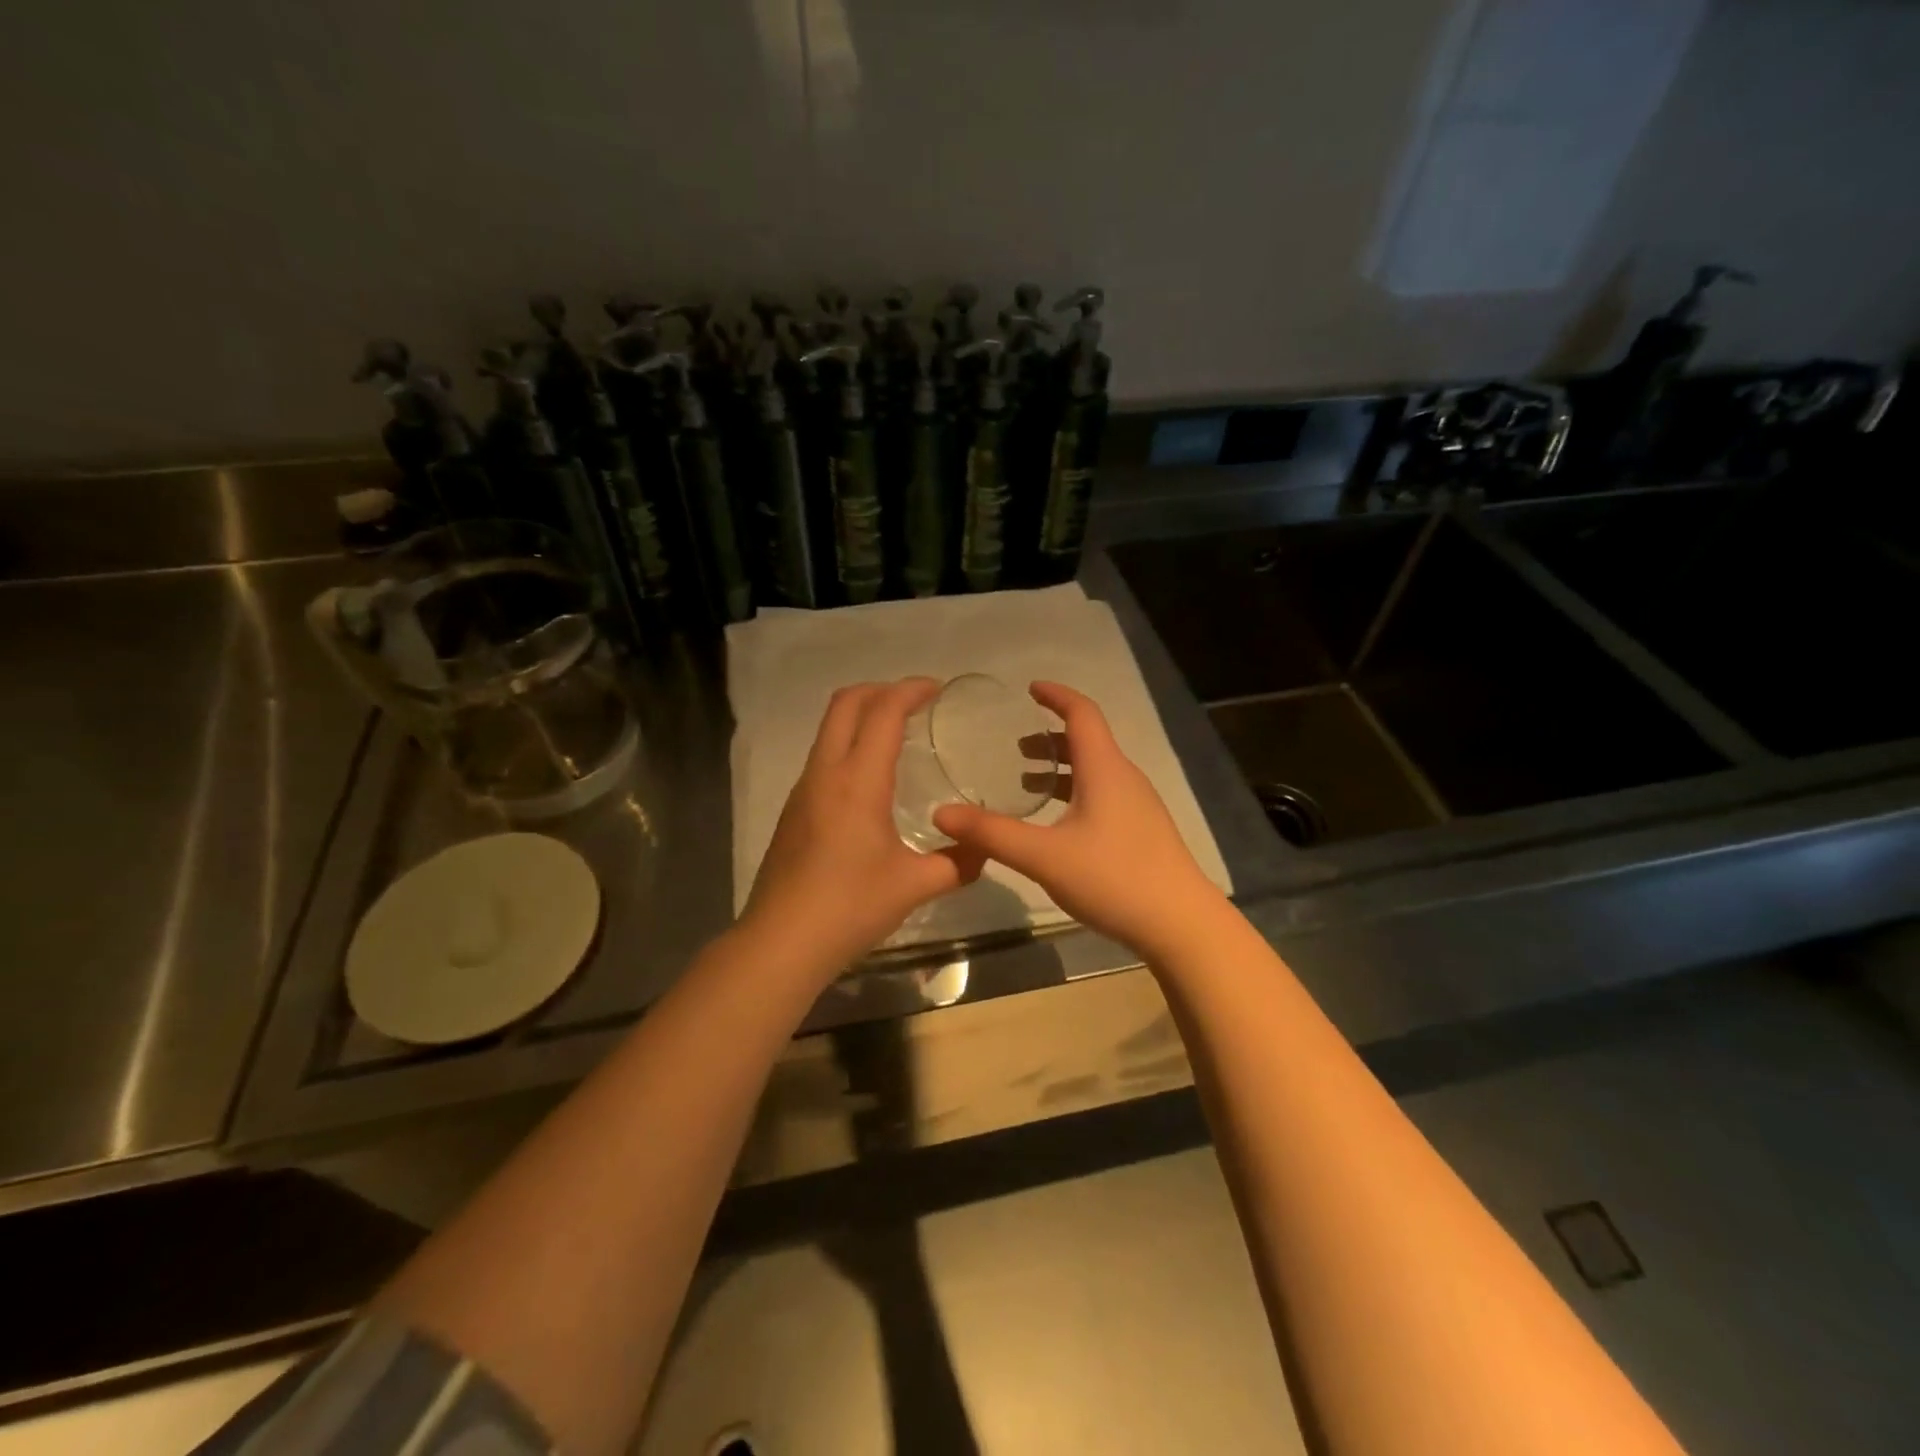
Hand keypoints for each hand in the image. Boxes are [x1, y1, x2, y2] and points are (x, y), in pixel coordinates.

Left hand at [743, 678, 985, 979]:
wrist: (781, 942)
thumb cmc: (850, 907)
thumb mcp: (915, 885)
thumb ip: (957, 863)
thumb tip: (984, 849)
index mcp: (858, 781)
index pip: (883, 712)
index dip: (910, 689)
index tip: (937, 689)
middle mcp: (825, 773)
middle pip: (845, 703)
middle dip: (881, 690)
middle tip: (915, 702)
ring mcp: (803, 790)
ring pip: (829, 729)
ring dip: (861, 716)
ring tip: (897, 736)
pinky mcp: (793, 810)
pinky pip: (823, 757)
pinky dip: (849, 745)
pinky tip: (871, 782)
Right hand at [933, 681, 1221, 957]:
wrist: (1181, 925)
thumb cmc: (1114, 878)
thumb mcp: (1044, 856)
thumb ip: (992, 834)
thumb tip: (941, 813)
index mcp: (1105, 769)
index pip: (1082, 713)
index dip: (1056, 696)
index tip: (1030, 689)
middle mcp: (1125, 778)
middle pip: (1087, 741)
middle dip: (1050, 738)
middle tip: (1014, 746)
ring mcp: (1138, 806)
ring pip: (1096, 770)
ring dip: (1062, 767)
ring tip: (1028, 781)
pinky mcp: (1142, 831)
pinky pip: (1104, 793)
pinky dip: (1075, 791)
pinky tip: (1058, 823)